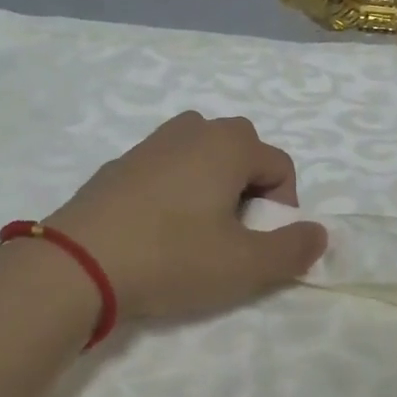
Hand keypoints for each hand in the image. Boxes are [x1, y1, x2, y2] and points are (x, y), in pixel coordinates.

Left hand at [45, 112, 327, 322]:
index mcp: (229, 144)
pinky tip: (158, 228)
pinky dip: (177, 187)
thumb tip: (318, 233)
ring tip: (198, 228)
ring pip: (202, 154)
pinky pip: (167, 166)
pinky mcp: (121, 163)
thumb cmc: (172, 257)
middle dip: (250, 188)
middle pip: (242, 150)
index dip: (283, 207)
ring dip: (213, 183)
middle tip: (233, 234)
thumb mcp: (244, 265)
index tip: (262, 244)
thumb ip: (292, 249)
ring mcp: (152, 143)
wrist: (78, 264)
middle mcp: (194, 130)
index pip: (280, 165)